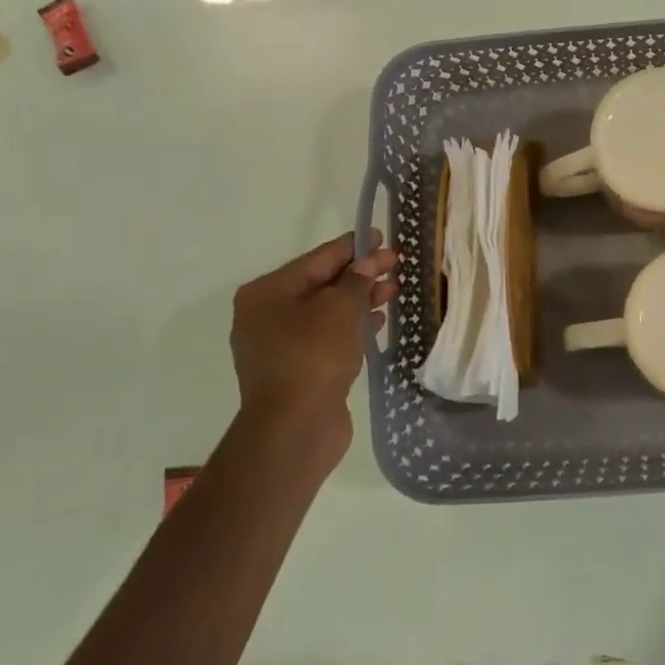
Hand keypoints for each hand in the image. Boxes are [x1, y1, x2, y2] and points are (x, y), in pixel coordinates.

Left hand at [229, 231, 398, 463]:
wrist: (295, 428)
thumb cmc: (313, 356)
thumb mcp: (339, 308)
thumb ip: (356, 280)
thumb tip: (367, 262)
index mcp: (267, 293)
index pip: (317, 259)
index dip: (353, 246)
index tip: (381, 236)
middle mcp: (267, 315)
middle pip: (322, 284)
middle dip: (361, 274)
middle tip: (397, 264)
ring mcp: (281, 344)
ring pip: (328, 311)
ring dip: (361, 300)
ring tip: (395, 290)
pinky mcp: (298, 368)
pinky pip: (328, 336)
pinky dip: (353, 326)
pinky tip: (379, 321)